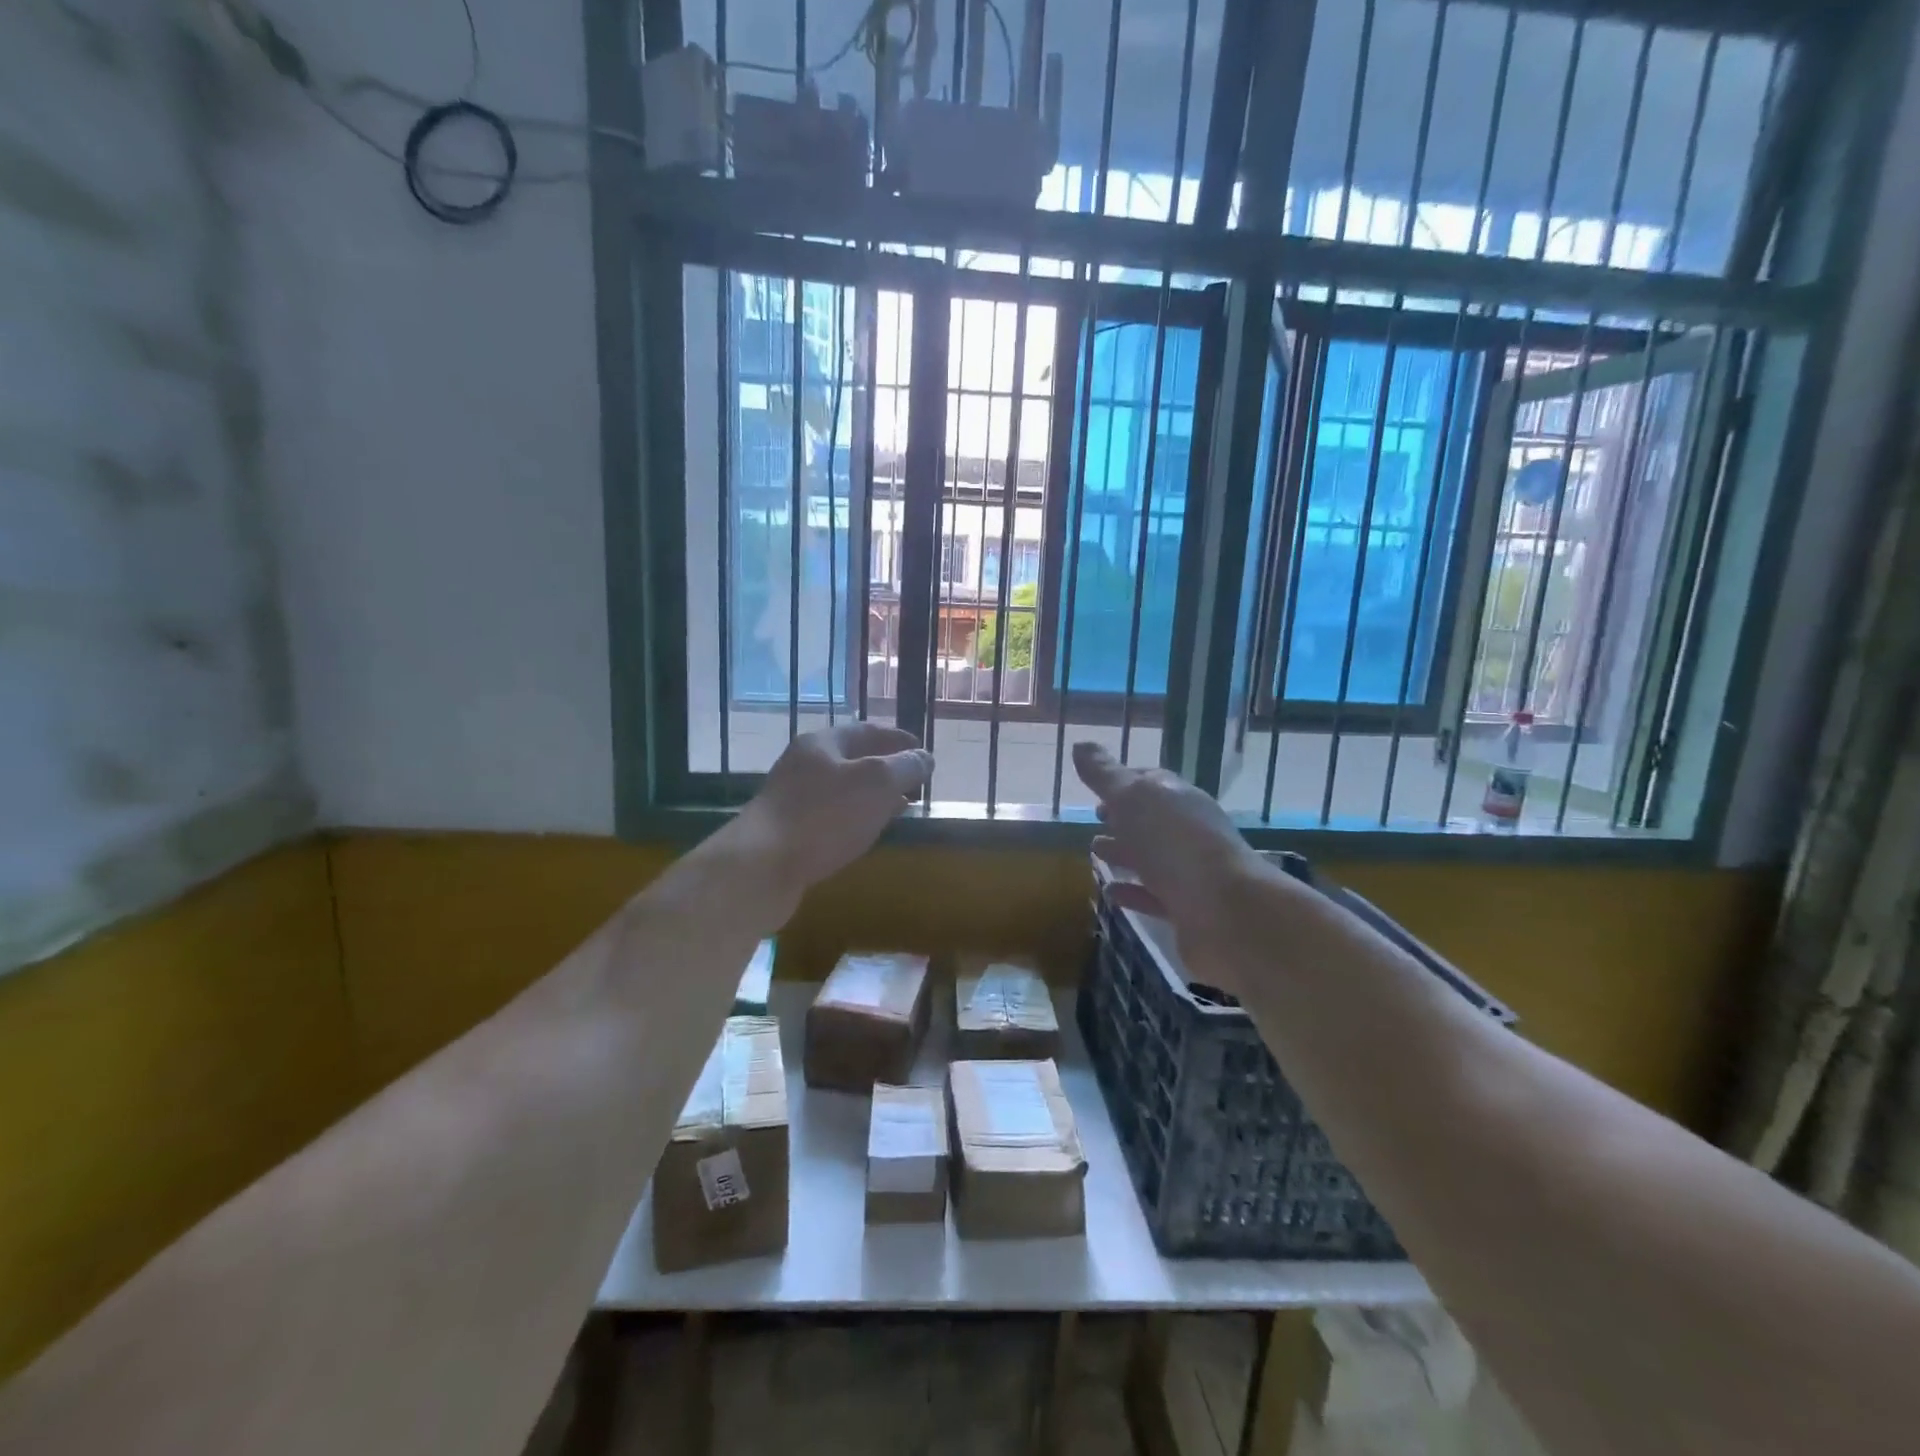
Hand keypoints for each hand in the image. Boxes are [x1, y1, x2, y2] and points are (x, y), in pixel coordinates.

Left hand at [736, 723, 932, 891]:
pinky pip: (831, 816)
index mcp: (823, 743)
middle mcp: (804, 764)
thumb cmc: (824, 816)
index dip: (899, 739)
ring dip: (872, 795)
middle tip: (914, 782)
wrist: (762, 865)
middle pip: (853, 758)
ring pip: (843, 789)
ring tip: (898, 807)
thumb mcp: (877, 783)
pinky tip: (866, 832)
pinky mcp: (788, 830)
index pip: (869, 730)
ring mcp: (793, 798)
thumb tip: (925, 758)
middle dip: (886, 768)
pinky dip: (855, 817)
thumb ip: (905, 767)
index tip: (923, 752)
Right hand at [1073, 742, 1266, 937]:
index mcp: (1179, 798)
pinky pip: (1154, 897)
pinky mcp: (1188, 911)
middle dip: (1122, 819)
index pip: (1150, 783)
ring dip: (1124, 854)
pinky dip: (1132, 892)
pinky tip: (1111, 893)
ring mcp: (1190, 873)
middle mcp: (1188, 832)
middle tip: (1093, 822)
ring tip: (1095, 854)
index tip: (1093, 790)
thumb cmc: (1175, 844)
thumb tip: (1080, 745)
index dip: (1122, 783)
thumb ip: (1105, 775)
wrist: (1227, 913)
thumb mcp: (1133, 799)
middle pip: (1151, 821)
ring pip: (1152, 858)